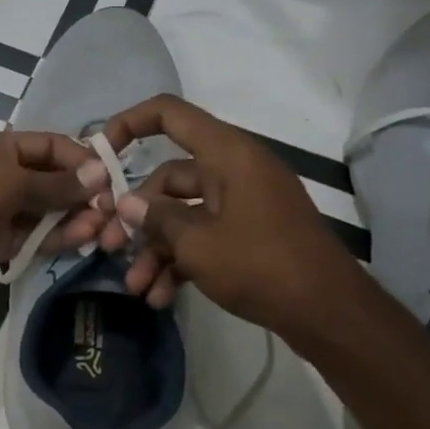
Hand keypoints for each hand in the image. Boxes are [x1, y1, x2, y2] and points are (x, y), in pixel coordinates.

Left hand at [0, 127, 108, 291]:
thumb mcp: (11, 179)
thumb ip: (56, 183)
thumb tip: (99, 173)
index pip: (49, 146)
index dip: (80, 158)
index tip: (111, 174)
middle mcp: (2, 174)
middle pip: (51, 180)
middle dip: (81, 192)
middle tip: (114, 207)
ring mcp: (0, 209)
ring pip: (46, 211)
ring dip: (74, 217)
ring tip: (105, 226)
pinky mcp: (0, 242)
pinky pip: (35, 236)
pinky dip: (58, 237)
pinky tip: (85, 237)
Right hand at [95, 96, 364, 342]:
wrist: (330, 314)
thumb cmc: (261, 265)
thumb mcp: (198, 243)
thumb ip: (157, 218)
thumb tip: (127, 204)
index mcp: (226, 154)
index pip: (169, 114)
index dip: (129, 123)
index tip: (99, 152)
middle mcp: (234, 170)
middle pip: (168, 177)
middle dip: (136, 216)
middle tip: (109, 246)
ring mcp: (243, 203)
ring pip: (182, 214)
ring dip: (155, 248)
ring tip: (135, 285)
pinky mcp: (249, 233)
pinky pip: (204, 235)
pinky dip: (181, 260)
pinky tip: (160, 296)